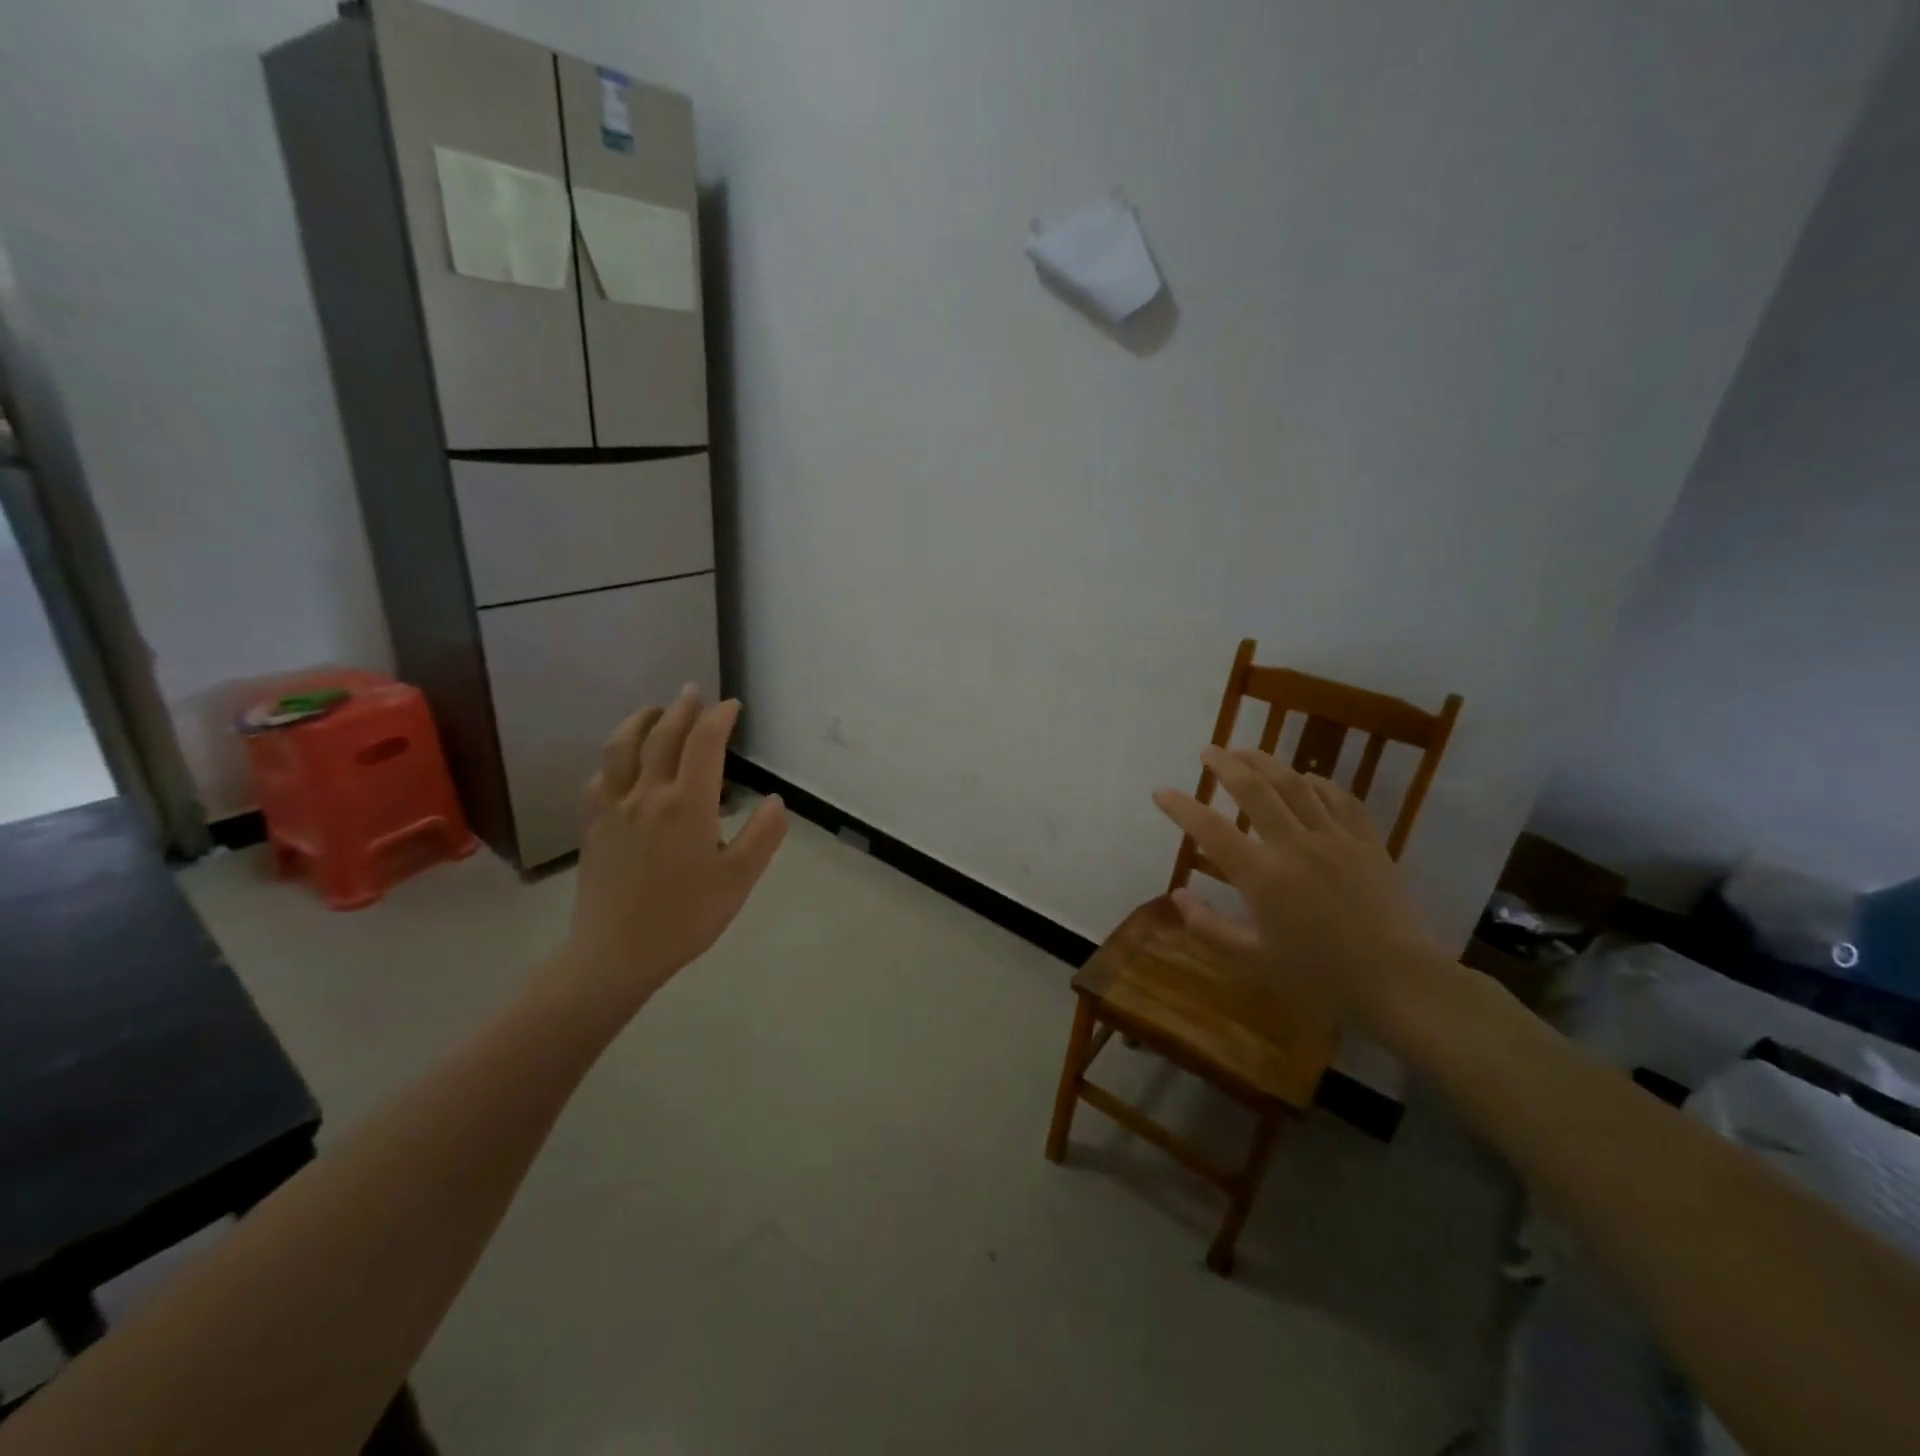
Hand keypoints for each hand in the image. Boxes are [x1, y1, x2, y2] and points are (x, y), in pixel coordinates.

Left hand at [561, 687, 786, 1010]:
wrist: (616, 952)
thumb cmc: (686, 916)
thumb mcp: (739, 879)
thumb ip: (762, 836)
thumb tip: (776, 801)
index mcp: (687, 804)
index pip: (705, 743)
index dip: (719, 717)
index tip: (732, 707)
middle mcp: (648, 794)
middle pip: (663, 734)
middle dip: (682, 708)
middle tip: (695, 693)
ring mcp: (614, 806)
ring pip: (622, 746)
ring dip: (641, 720)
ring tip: (656, 711)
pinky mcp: (593, 823)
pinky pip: (600, 776)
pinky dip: (614, 756)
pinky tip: (621, 760)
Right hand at [1152, 747, 1447, 1030]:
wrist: (1401, 984)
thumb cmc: (1320, 978)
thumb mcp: (1253, 962)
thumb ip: (1208, 928)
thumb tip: (1178, 895)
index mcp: (1263, 877)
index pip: (1210, 830)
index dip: (1181, 807)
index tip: (1161, 792)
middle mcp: (1295, 846)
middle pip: (1254, 789)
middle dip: (1225, 764)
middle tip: (1208, 751)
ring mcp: (1336, 839)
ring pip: (1295, 784)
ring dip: (1265, 762)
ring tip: (1245, 751)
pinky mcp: (1368, 842)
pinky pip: (1339, 798)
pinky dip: (1317, 783)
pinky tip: (1305, 779)